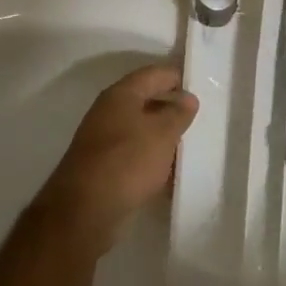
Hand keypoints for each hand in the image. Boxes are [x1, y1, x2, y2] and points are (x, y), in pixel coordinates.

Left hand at [40, 64, 197, 253]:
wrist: (84, 211)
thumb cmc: (127, 161)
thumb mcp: (162, 133)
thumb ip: (178, 113)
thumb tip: (188, 98)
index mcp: (121, 94)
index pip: (154, 73)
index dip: (178, 76)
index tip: (201, 86)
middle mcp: (108, 112)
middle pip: (146, 100)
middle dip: (172, 108)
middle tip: (200, 117)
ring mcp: (103, 140)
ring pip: (140, 130)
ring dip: (163, 136)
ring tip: (189, 145)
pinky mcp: (103, 167)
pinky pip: (134, 155)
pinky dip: (152, 160)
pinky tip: (170, 174)